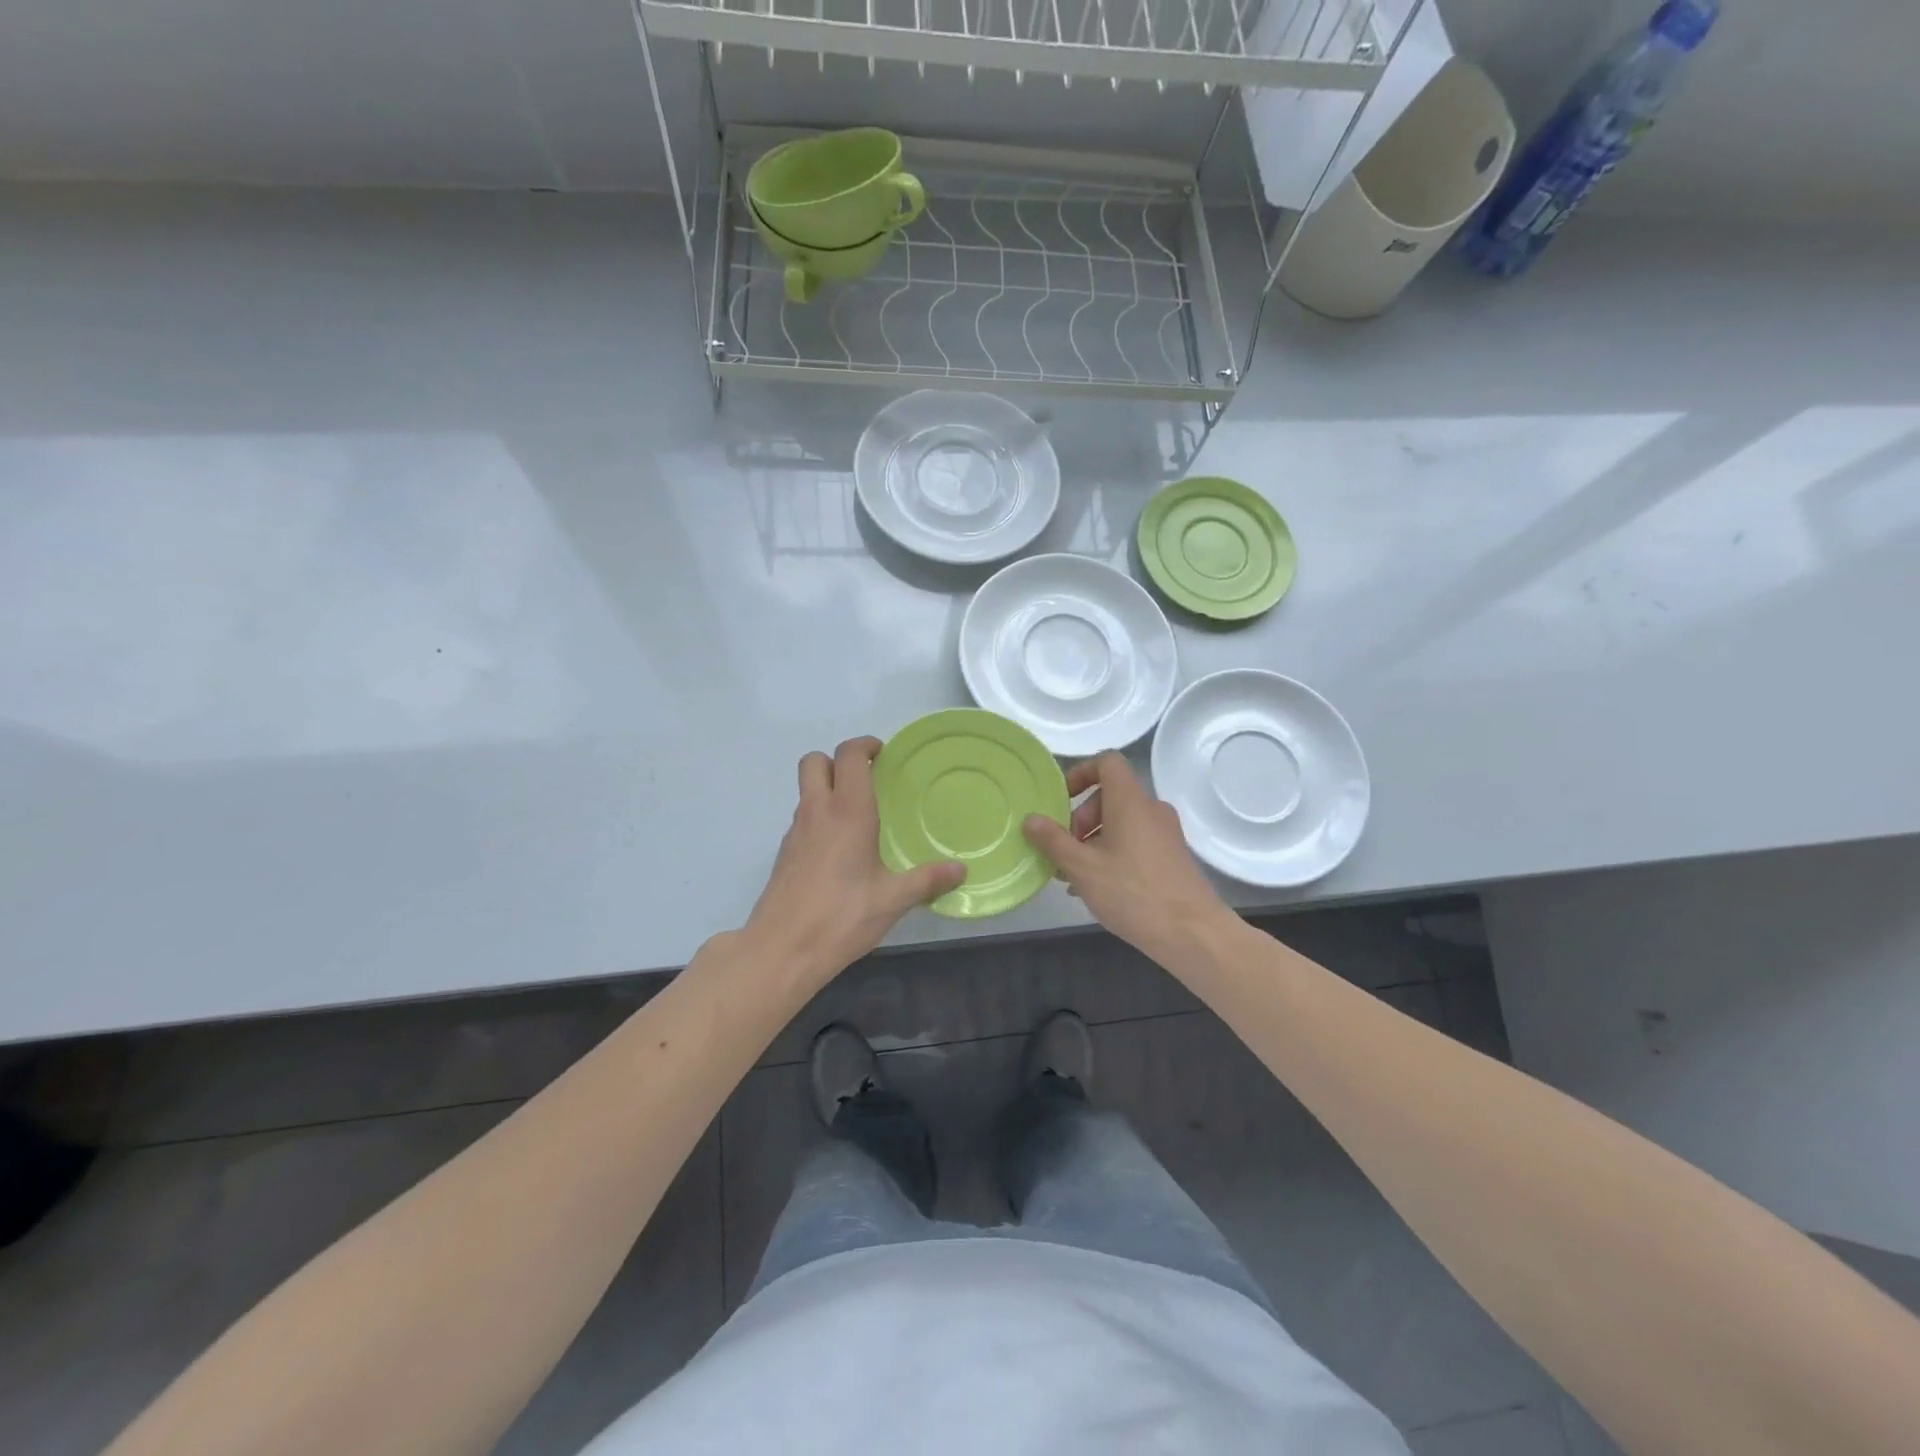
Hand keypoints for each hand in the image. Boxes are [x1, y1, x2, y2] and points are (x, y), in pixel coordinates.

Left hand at [743, 736, 963, 984]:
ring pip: (805, 789)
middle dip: (838, 760)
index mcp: (847, 812)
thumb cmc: (841, 916)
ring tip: (858, 814)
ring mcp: (795, 832)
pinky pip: (802, 818)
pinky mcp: (785, 854)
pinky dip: (819, 817)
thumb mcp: (892, 900)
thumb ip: (927, 880)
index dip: (864, 745)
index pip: (848, 756)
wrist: (782, 950)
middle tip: (866, 778)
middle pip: (815, 761)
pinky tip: (839, 850)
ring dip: (827, 788)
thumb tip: (960, 870)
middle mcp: (817, 812)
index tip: (882, 754)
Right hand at [1023, 752, 1228, 962]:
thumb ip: (1053, 840)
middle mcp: (1151, 809)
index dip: (1080, 773)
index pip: (1107, 762)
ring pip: (1121, 822)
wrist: (1192, 933)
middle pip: (1110, 796)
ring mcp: (1165, 833)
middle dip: (1081, 819)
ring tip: (1074, 875)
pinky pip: (1135, 842)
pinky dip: (1112, 853)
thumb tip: (1030, 819)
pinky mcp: (1171, 857)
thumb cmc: (1132, 892)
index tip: (1061, 800)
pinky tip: (1096, 887)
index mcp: (1130, 801)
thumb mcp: (1082, 867)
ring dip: (1093, 841)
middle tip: (1065, 851)